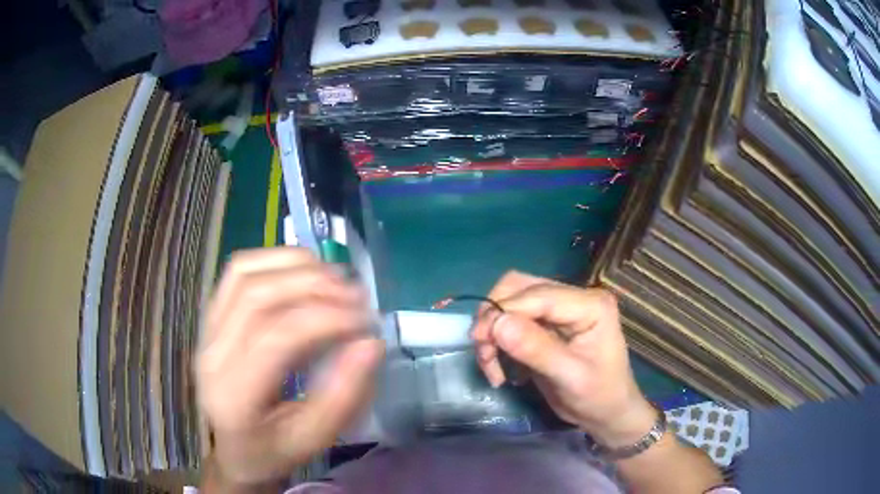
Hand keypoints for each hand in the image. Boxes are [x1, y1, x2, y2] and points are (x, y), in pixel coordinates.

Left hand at [196, 248, 384, 486]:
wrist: (234, 448)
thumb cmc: (274, 450)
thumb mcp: (314, 438)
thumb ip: (344, 395)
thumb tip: (371, 343)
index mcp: (235, 395)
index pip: (277, 338)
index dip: (326, 320)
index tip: (366, 321)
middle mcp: (213, 354)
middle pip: (258, 297)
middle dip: (314, 287)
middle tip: (357, 295)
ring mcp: (207, 329)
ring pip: (245, 274)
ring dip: (295, 267)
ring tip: (335, 278)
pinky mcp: (211, 316)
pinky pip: (238, 272)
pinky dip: (273, 259)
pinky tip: (303, 270)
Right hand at [471, 271, 655, 447]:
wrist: (606, 413)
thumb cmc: (598, 396)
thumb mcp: (570, 377)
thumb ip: (536, 349)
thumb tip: (497, 324)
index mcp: (590, 304)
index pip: (538, 295)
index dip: (504, 311)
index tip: (480, 341)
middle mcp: (574, 297)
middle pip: (520, 288)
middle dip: (495, 317)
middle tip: (483, 351)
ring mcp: (560, 308)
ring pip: (511, 300)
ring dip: (493, 328)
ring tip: (490, 364)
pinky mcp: (547, 323)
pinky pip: (512, 319)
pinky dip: (498, 339)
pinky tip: (499, 365)